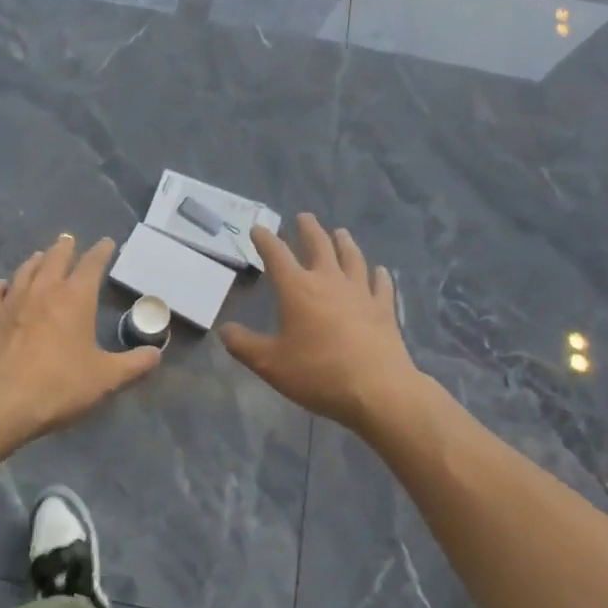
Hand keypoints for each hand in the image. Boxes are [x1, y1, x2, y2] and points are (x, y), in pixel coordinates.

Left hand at [0, 234, 161, 442]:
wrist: (0, 401)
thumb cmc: (59, 386)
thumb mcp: (105, 379)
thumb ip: (133, 364)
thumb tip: (156, 353)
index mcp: (76, 298)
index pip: (92, 264)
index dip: (101, 252)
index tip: (107, 242)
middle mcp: (44, 289)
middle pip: (55, 258)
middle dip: (65, 247)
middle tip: (69, 240)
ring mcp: (12, 299)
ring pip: (26, 269)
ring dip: (36, 260)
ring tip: (40, 256)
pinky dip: (2, 285)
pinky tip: (3, 287)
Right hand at [221, 214, 419, 433]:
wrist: (377, 390)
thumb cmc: (318, 373)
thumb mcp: (270, 364)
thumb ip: (244, 345)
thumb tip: (224, 330)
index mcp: (297, 289)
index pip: (276, 254)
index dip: (265, 239)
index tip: (258, 229)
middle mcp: (328, 281)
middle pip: (319, 245)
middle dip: (308, 229)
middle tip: (304, 217)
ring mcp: (360, 292)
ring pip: (351, 257)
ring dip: (344, 242)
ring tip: (340, 232)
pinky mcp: (383, 309)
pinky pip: (381, 285)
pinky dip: (379, 275)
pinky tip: (380, 271)